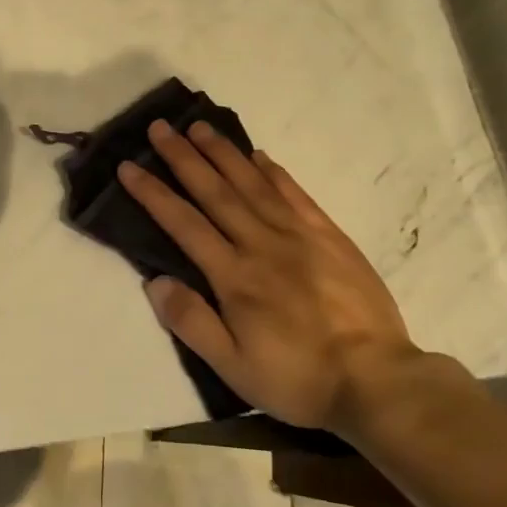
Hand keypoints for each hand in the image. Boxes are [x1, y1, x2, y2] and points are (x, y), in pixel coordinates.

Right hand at [117, 120, 431, 432]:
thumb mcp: (233, 367)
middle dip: (183, 157)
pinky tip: (259, 156)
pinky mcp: (330, 237)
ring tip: (199, 126)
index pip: (184, 224)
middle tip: (160, 127)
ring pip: (253, 184)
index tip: (128, 166)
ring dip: (223, 153)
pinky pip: (296, 194)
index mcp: (234, 276)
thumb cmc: (298, 378)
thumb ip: (191, 322)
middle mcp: (261, 244)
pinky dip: (274, 172)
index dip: (153, 193)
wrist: (377, 380)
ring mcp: (299, 236)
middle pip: (215, 192)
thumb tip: (155, 281)